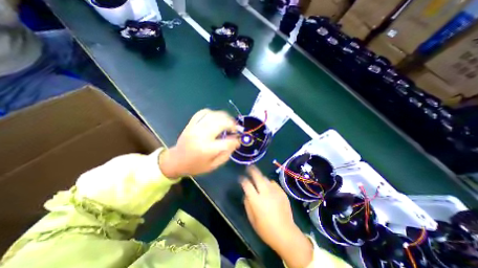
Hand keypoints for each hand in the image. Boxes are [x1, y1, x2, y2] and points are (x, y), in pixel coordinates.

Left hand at [159, 108, 240, 178]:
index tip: (238, 140)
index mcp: (208, 149)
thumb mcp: (213, 165)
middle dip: (232, 124)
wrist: (176, 161)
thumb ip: (226, 153)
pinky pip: (203, 112)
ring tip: (228, 122)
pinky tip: (216, 118)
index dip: (236, 140)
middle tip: (236, 128)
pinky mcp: (191, 123)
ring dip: (225, 117)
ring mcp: (195, 127)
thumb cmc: (196, 166)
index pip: (228, 141)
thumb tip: (236, 141)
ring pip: (214, 115)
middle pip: (222, 123)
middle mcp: (202, 136)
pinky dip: (212, 113)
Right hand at [239, 166, 314, 266]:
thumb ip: (247, 204)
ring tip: (258, 177)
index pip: (247, 185)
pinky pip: (273, 183)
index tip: (241, 178)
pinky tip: (268, 187)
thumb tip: (246, 194)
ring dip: (260, 177)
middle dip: (252, 170)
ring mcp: (275, 191)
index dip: (243, 179)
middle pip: (257, 177)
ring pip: (266, 178)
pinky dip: (269, 183)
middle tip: (249, 167)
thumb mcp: (252, 219)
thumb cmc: (266, 230)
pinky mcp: (282, 192)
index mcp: (256, 200)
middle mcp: (265, 192)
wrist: (286, 233)